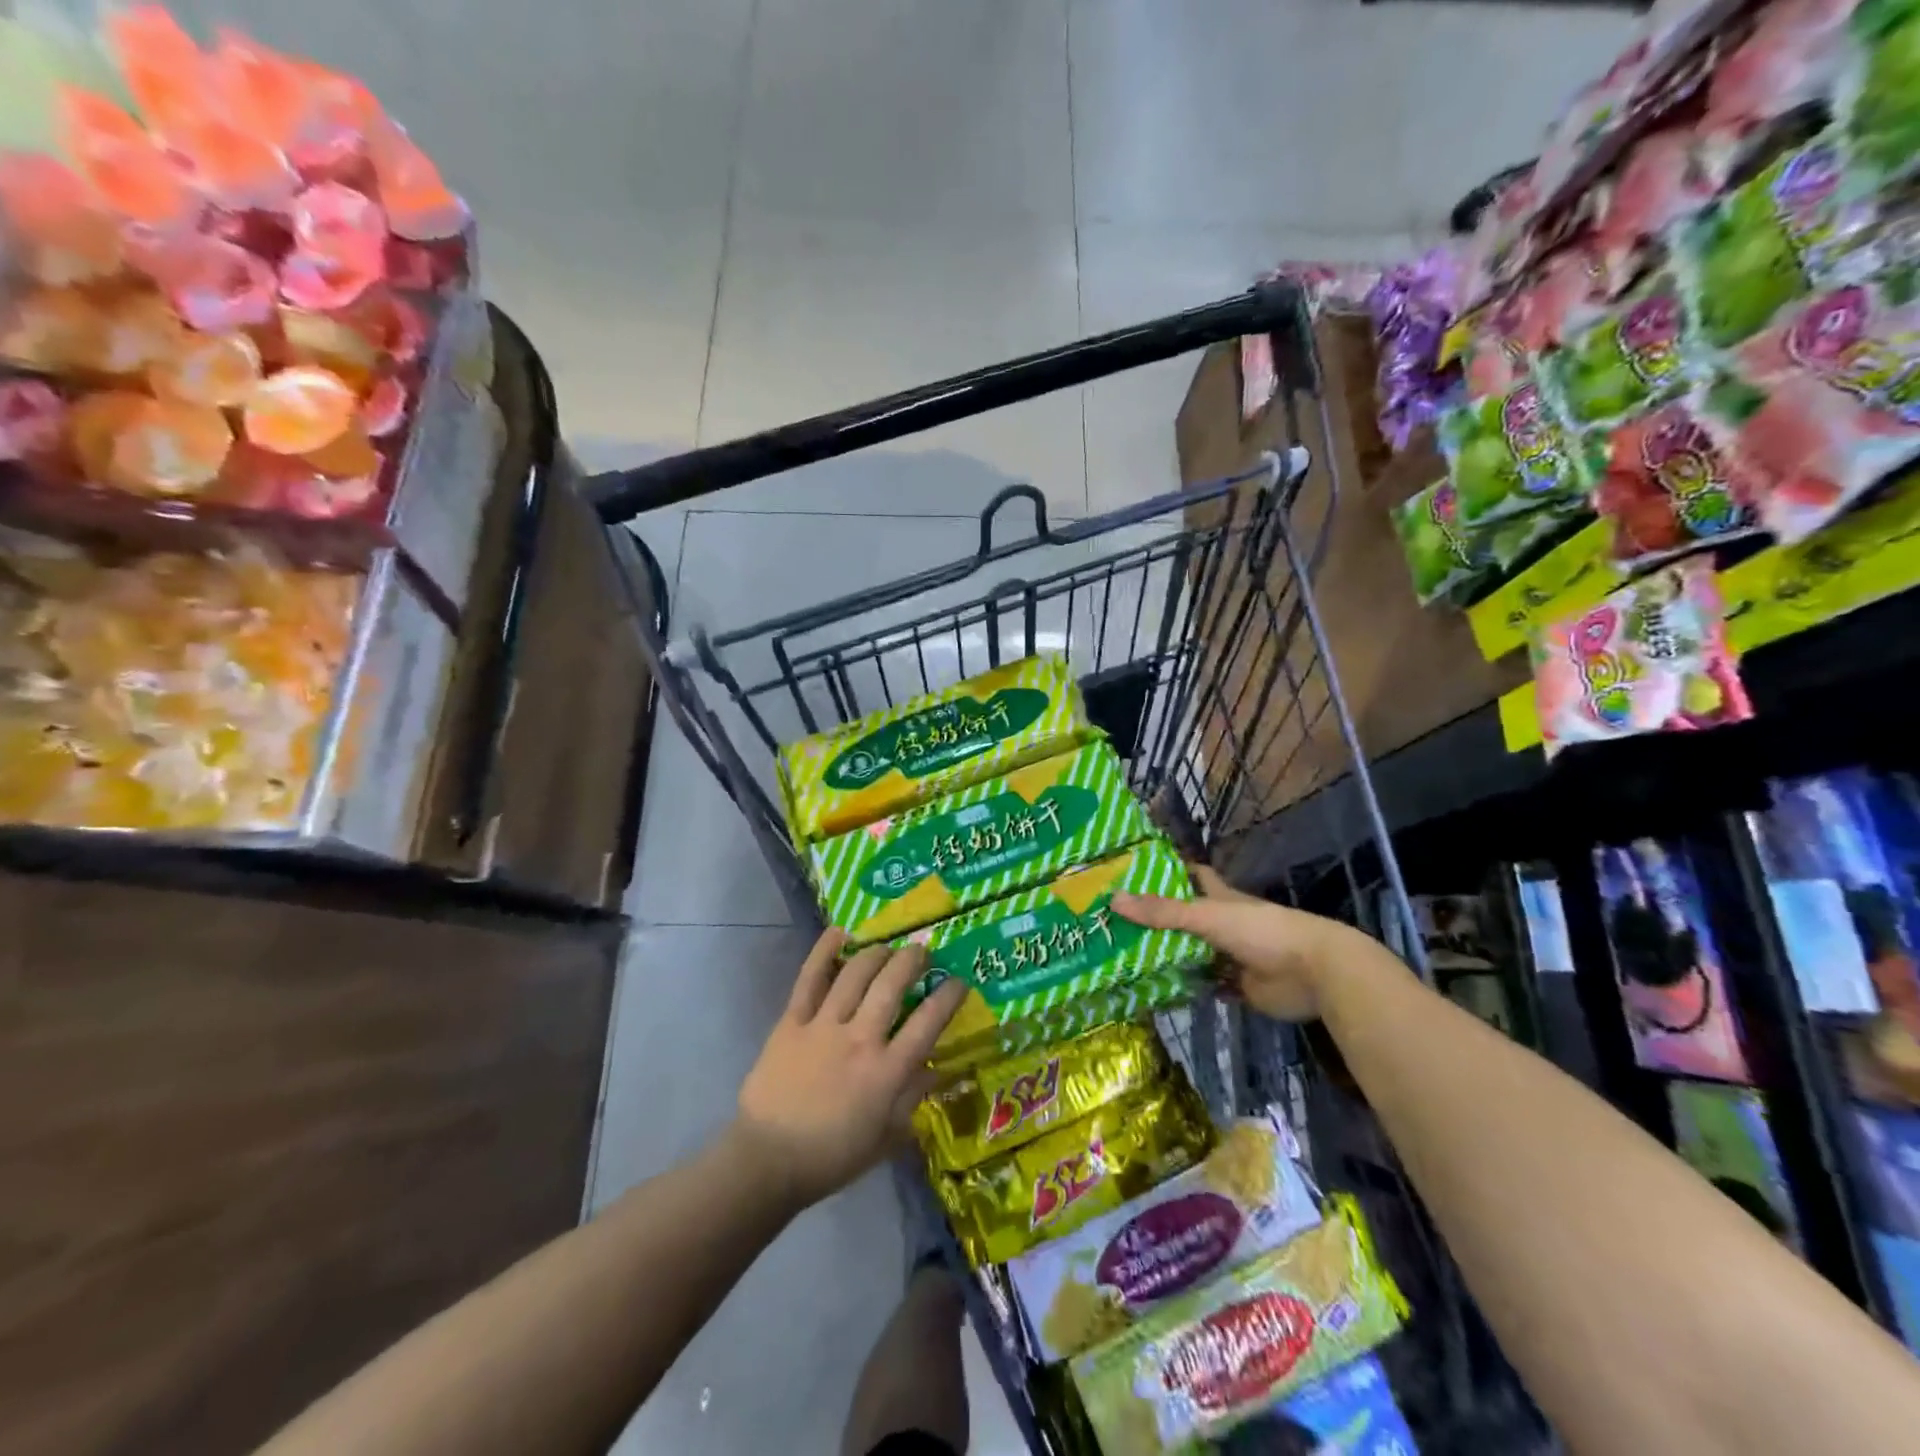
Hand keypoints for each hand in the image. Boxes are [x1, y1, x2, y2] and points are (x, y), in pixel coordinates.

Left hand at [736, 930, 967, 1207]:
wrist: (768, 1161)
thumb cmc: (832, 1156)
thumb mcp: (886, 1138)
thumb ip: (913, 1099)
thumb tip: (938, 1070)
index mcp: (887, 1072)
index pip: (928, 1023)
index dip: (948, 996)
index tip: (959, 981)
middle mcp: (860, 1039)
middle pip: (892, 985)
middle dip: (912, 961)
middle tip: (921, 952)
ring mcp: (824, 1026)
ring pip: (855, 974)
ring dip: (877, 953)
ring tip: (887, 947)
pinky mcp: (792, 1022)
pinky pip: (809, 978)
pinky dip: (824, 952)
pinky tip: (839, 932)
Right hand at [1114, 865, 1351, 1021]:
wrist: (1314, 972)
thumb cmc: (1261, 931)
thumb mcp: (1207, 916)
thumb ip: (1163, 912)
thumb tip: (1113, 900)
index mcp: (1220, 898)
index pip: (1192, 876)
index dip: (1168, 871)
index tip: (1135, 871)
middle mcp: (1223, 924)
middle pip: (1185, 918)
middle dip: (1157, 919)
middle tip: (1117, 922)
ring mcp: (1230, 956)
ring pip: (1193, 954)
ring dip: (1168, 956)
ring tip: (1126, 957)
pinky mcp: (1238, 987)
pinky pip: (1205, 985)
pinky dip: (1186, 988)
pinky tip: (1157, 990)